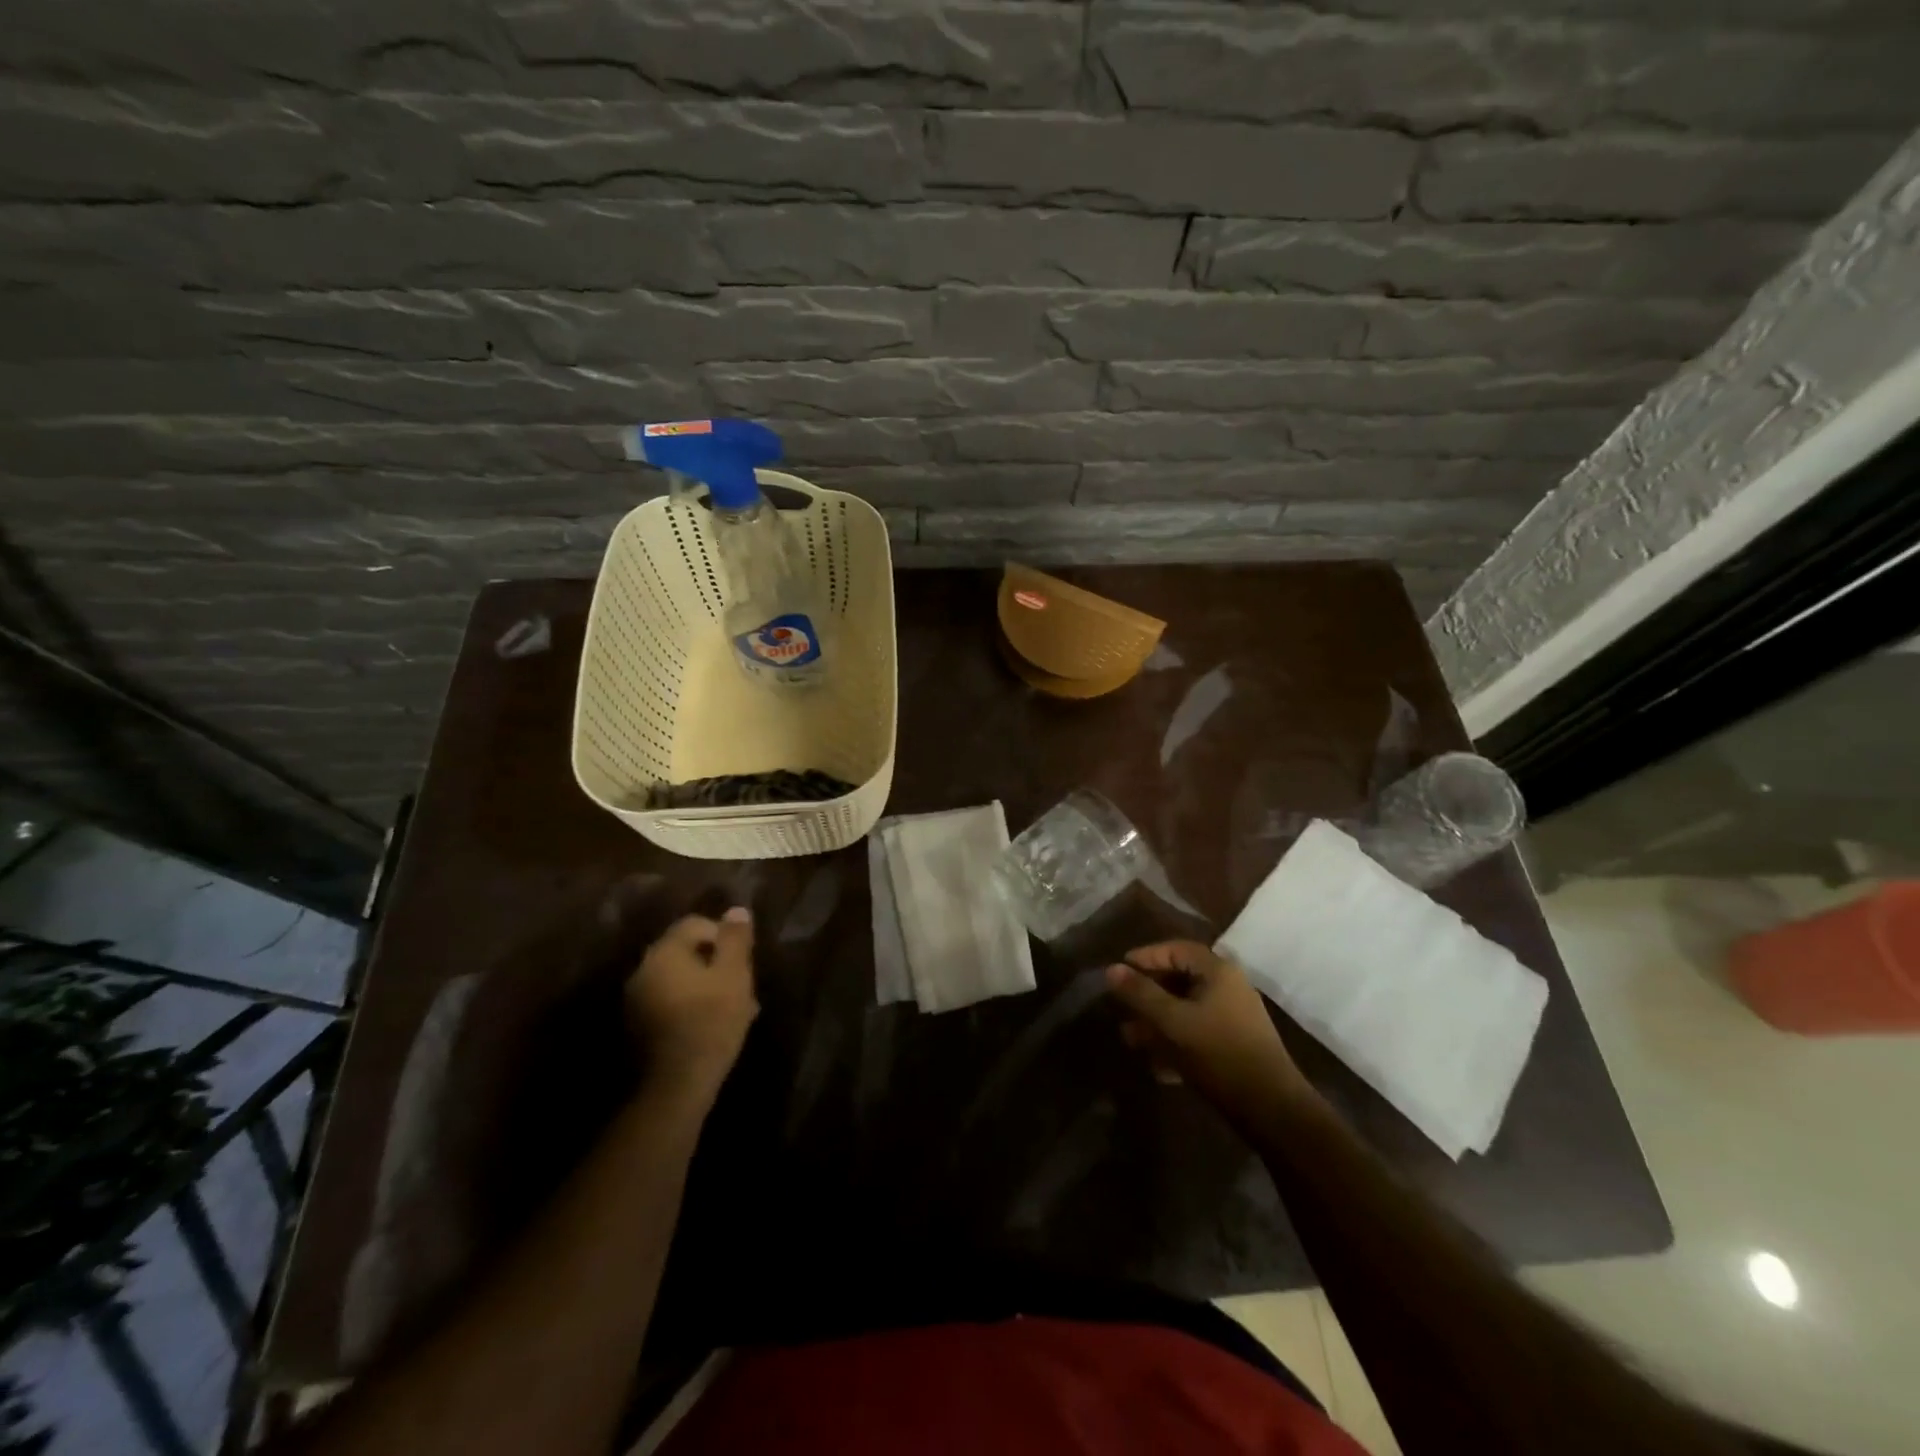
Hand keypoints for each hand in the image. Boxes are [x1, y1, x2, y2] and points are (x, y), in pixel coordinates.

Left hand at [624, 908, 758, 1100]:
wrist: (676, 1085)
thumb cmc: (711, 1021)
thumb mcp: (734, 975)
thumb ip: (735, 939)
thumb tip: (736, 910)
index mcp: (665, 952)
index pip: (695, 924)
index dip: (724, 935)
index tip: (744, 959)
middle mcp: (644, 970)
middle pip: (686, 952)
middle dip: (716, 962)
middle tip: (742, 983)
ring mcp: (636, 1000)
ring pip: (680, 979)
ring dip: (706, 985)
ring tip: (734, 1007)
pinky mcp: (638, 1027)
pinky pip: (670, 1002)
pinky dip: (691, 1005)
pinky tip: (712, 1024)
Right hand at [1106, 941, 1316, 1128]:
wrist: (1271, 1109)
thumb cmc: (1219, 1054)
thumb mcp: (1173, 1021)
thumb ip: (1141, 994)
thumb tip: (1111, 969)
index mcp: (1218, 972)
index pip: (1176, 949)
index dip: (1145, 957)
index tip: (1119, 972)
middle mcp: (1228, 988)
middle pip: (1179, 980)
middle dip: (1148, 996)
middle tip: (1122, 1009)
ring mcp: (1233, 1018)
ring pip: (1186, 1010)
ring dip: (1158, 1023)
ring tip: (1133, 1041)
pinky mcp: (1235, 1045)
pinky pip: (1198, 1034)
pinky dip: (1176, 1044)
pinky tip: (1158, 1068)